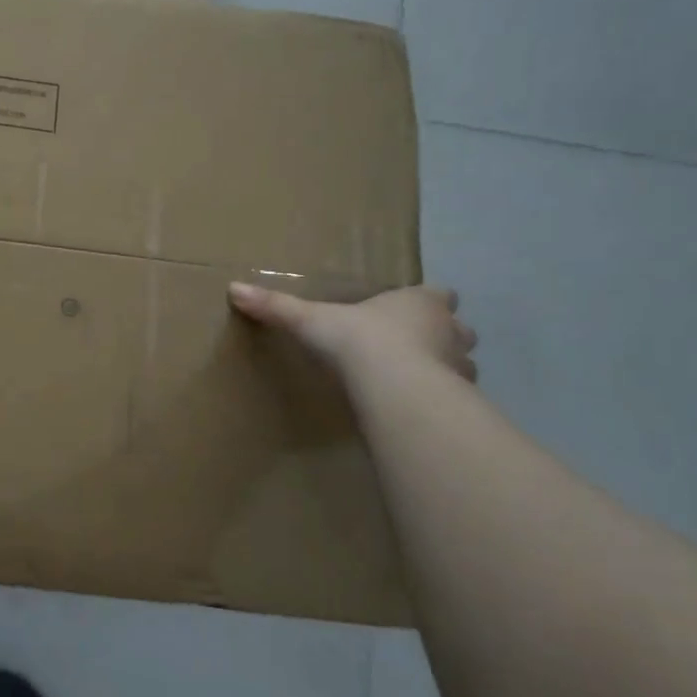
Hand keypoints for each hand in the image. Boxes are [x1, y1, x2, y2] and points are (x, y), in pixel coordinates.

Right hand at [229, 282, 477, 382]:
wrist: (395, 387)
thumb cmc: (360, 341)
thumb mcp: (311, 320)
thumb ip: (276, 307)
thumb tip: (233, 288)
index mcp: (421, 302)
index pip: (438, 294)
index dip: (425, 301)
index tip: (405, 311)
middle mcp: (450, 329)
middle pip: (457, 328)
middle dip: (441, 335)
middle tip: (411, 347)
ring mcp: (460, 366)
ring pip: (462, 362)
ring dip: (445, 368)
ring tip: (414, 381)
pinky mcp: (460, 399)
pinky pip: (455, 397)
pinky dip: (442, 400)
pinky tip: (418, 408)